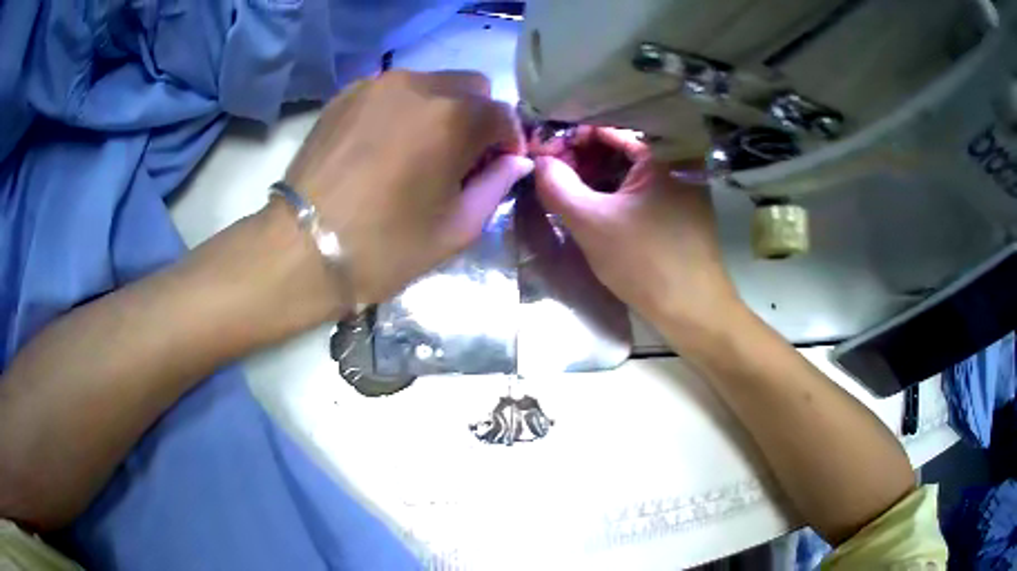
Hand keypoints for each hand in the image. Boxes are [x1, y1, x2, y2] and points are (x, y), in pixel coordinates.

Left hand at [281, 70, 532, 307]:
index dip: (509, 142)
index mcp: (452, 119)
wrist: (300, 249)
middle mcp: (418, 86)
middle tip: (461, 157)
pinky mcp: (346, 94)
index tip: (498, 168)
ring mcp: (377, 84)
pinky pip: (393, 90)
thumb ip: (496, 186)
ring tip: (419, 151)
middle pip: (471, 86)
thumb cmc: (384, 247)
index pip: (504, 114)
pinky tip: (386, 145)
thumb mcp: (456, 229)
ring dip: (441, 110)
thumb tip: (514, 161)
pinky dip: (403, 110)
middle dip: (478, 117)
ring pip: (432, 83)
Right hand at [534, 127, 739, 338]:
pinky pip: (643, 189)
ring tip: (566, 189)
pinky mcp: (682, 209)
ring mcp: (683, 185)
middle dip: (582, 158)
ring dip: (597, 176)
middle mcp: (678, 160)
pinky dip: (617, 192)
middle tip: (551, 174)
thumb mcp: (591, 223)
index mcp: (662, 151)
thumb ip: (557, 187)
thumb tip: (538, 161)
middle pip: (620, 147)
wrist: (694, 311)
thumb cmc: (645, 262)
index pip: (607, 129)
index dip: (570, 138)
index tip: (543, 154)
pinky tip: (595, 205)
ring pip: (631, 170)